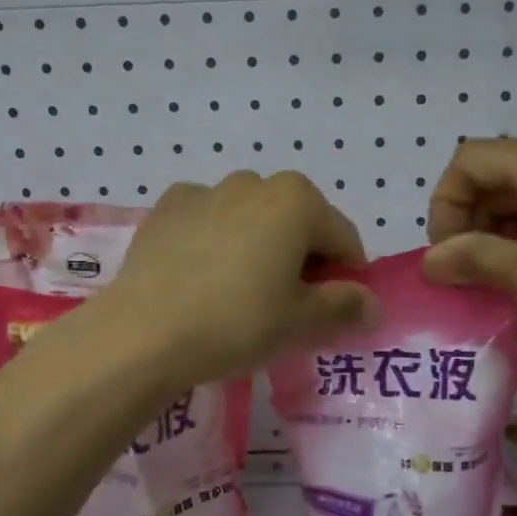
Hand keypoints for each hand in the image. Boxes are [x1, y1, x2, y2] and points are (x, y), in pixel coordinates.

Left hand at [95, 171, 378, 392]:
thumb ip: (345, 306)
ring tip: (241, 294)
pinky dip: (217, 242)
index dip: (348, 278)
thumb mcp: (301, 321)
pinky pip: (209, 222)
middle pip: (298, 224)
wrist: (143, 333)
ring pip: (252, 220)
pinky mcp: (166, 208)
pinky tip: (203, 278)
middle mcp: (254, 182)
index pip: (344, 239)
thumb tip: (373, 305)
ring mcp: (205, 190)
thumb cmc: (237, 322)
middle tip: (288, 307)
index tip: (335, 312)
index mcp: (297, 200)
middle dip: (303, 260)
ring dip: (260, 248)